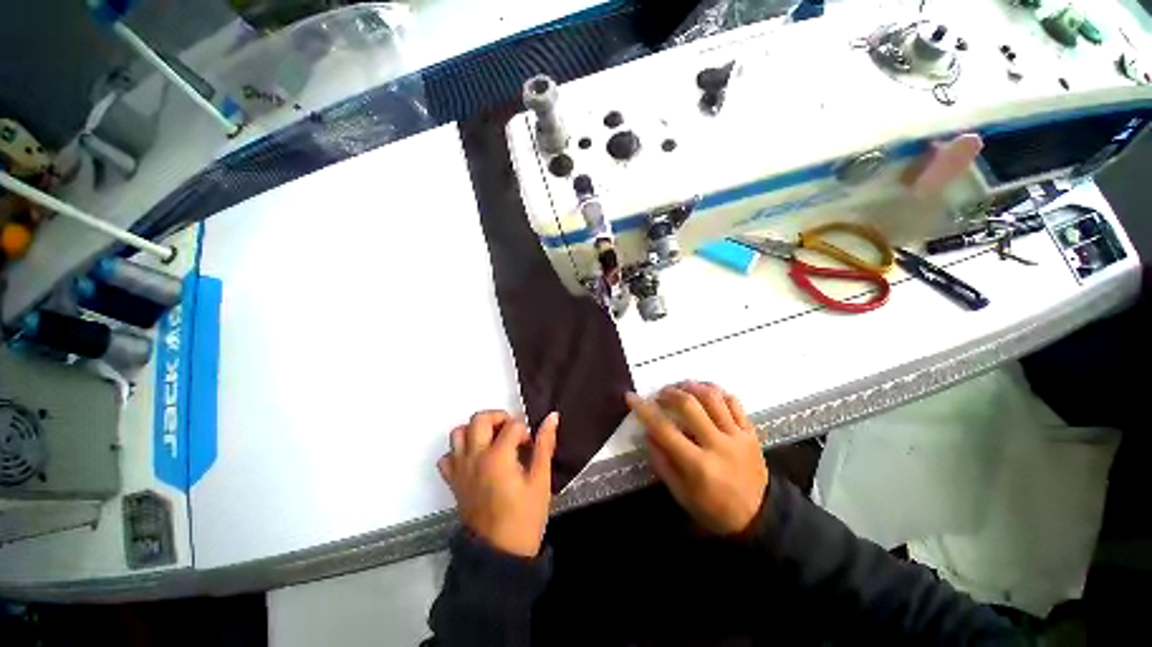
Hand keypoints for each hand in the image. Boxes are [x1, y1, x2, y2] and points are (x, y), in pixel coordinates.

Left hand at [438, 410, 558, 556]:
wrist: (499, 555)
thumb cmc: (525, 517)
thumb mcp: (541, 480)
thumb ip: (545, 445)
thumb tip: (552, 416)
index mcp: (498, 456)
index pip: (512, 425)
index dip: (526, 431)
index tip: (531, 446)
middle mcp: (475, 457)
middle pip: (479, 418)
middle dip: (499, 418)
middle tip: (512, 432)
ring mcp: (460, 469)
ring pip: (458, 433)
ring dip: (476, 430)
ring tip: (493, 442)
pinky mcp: (453, 482)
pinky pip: (448, 457)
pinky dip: (459, 452)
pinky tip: (475, 460)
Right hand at [626, 382, 767, 535]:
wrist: (759, 517)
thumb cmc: (713, 509)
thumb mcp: (681, 494)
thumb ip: (662, 462)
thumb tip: (648, 433)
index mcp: (697, 465)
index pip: (664, 429)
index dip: (644, 410)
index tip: (631, 397)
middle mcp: (718, 445)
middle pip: (689, 405)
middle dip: (669, 393)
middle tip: (660, 394)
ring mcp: (737, 436)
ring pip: (713, 397)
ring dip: (692, 386)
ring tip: (681, 387)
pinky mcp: (751, 432)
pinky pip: (734, 402)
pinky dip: (717, 392)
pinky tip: (706, 392)